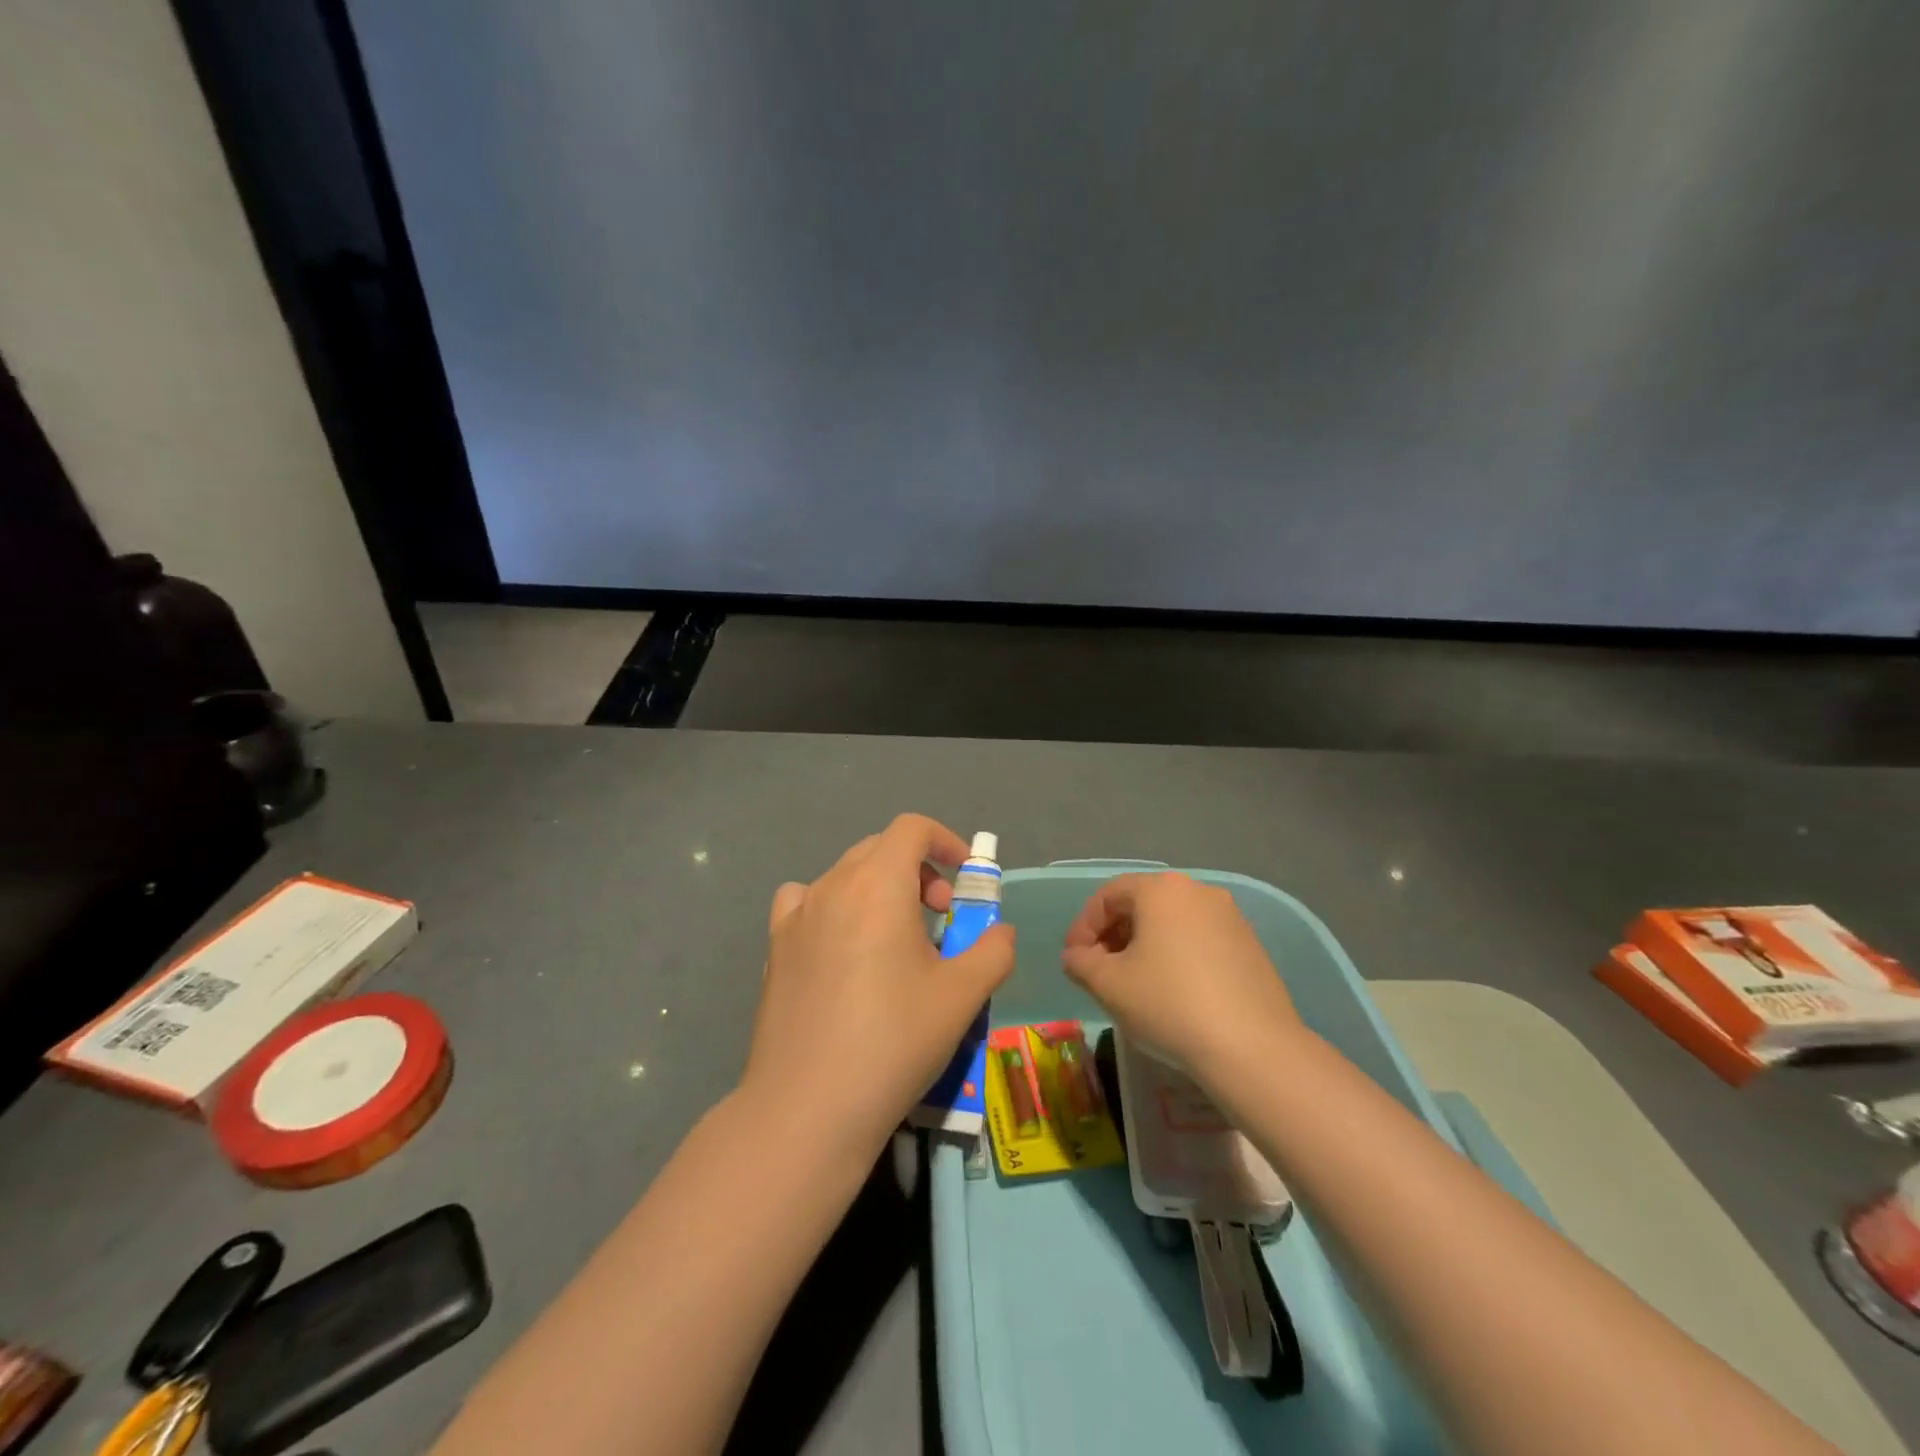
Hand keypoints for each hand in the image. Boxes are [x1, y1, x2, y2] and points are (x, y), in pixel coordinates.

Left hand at [742, 814, 1015, 1158]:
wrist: (809, 1106)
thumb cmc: (894, 1040)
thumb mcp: (962, 995)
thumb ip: (994, 950)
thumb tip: (1000, 932)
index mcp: (877, 884)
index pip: (911, 828)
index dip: (945, 841)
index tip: (964, 879)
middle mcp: (832, 885)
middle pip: (880, 849)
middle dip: (918, 871)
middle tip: (940, 918)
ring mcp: (796, 916)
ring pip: (845, 876)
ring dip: (878, 889)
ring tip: (894, 939)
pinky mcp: (774, 948)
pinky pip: (805, 904)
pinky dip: (832, 908)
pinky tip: (841, 950)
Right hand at [1061, 873, 1303, 1082]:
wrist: (1252, 1047)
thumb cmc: (1169, 1004)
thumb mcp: (1109, 985)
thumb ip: (1081, 963)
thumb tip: (1076, 957)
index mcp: (1161, 890)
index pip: (1108, 895)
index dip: (1083, 927)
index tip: (1073, 961)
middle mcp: (1197, 891)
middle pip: (1141, 904)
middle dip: (1113, 935)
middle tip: (1099, 971)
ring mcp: (1230, 917)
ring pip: (1171, 922)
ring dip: (1144, 946)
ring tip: (1133, 983)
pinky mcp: (1250, 945)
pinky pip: (1199, 940)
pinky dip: (1176, 956)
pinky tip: (1172, 992)